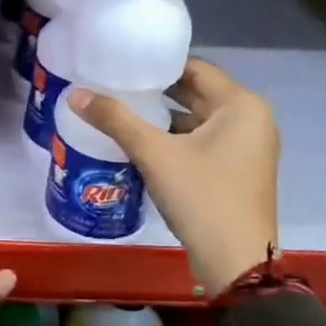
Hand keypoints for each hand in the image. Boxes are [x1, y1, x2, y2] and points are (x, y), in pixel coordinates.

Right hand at [66, 57, 278, 294]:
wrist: (235, 261)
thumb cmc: (201, 196)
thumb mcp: (154, 154)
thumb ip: (115, 120)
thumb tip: (74, 94)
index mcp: (241, 105)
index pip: (195, 68)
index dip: (157, 65)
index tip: (122, 64)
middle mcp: (251, 120)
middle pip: (197, 93)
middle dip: (157, 92)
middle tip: (115, 86)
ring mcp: (247, 149)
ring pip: (198, 121)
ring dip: (163, 117)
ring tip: (121, 112)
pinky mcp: (237, 172)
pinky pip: (203, 143)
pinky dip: (175, 140)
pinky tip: (141, 144)